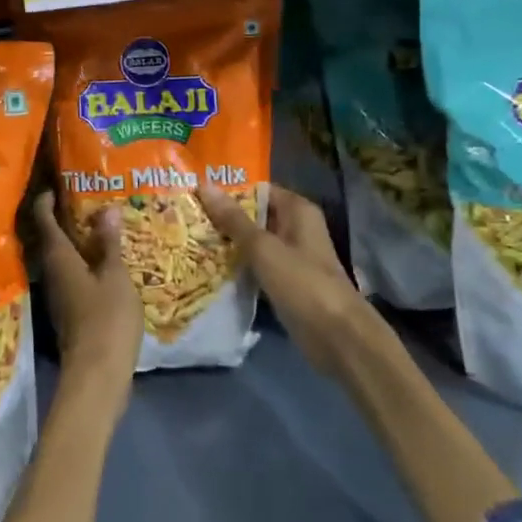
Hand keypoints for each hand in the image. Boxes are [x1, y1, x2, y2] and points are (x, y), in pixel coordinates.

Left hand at [33, 192, 141, 414]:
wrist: (97, 375)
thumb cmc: (106, 318)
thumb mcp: (114, 276)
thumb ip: (109, 243)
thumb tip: (106, 209)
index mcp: (58, 257)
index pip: (43, 219)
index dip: (46, 199)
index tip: (57, 183)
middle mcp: (51, 272)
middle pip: (51, 237)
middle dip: (63, 217)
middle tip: (85, 198)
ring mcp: (58, 293)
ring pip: (62, 257)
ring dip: (75, 240)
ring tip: (99, 224)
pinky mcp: (69, 310)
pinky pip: (72, 274)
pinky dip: (84, 261)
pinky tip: (104, 260)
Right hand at [197, 183, 373, 376]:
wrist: (336, 336)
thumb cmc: (302, 282)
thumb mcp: (263, 247)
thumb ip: (233, 218)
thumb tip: (204, 184)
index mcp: (297, 210)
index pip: (257, 189)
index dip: (227, 190)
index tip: (194, 192)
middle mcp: (295, 227)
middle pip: (253, 215)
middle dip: (222, 216)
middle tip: (185, 215)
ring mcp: (290, 256)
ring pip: (252, 241)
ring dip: (226, 241)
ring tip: (188, 237)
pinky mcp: (284, 281)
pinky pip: (256, 264)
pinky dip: (236, 264)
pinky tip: (207, 265)